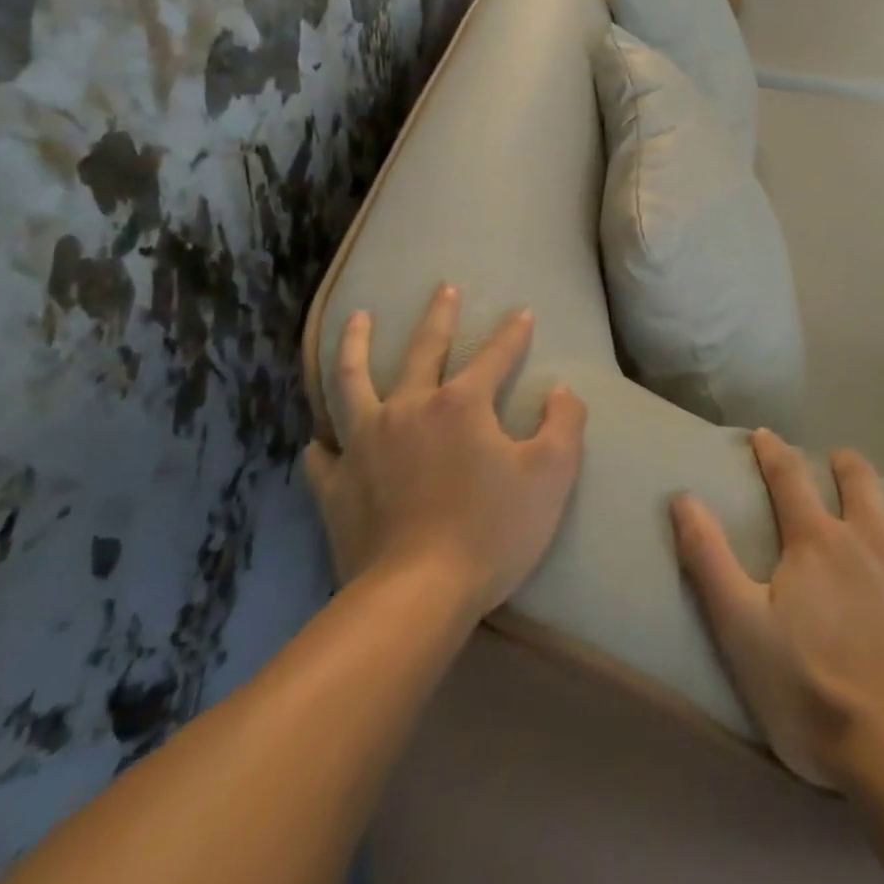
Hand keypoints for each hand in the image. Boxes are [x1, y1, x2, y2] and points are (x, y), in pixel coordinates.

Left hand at [306, 285, 587, 619]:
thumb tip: (561, 391)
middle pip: (423, 349)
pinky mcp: (338, 484)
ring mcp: (366, 444)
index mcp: (461, 404)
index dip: (513, 333)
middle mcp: (410, 409)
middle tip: (444, 287)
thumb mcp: (551, 475)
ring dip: (356, 346)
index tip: (524, 311)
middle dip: (439, 316)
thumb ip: (564, 424)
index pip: (494, 355)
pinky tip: (319, 435)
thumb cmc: (491, 531)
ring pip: (353, 381)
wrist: (416, 597)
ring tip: (357, 318)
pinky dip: (322, 441)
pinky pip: (324, 454)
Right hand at [671, 430, 883, 788]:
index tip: (766, 435)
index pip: (788, 479)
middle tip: (843, 462)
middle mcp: (871, 538)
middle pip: (859, 481)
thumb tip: (682, 497)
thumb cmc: (813, 693)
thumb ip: (708, 558)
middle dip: (847, 465)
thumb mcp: (741, 628)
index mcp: (817, 543)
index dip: (774, 453)